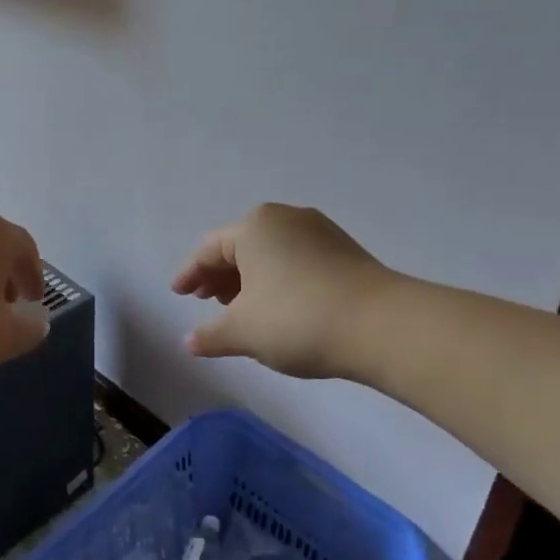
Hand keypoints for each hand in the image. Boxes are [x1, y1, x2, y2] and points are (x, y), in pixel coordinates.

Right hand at [172, 203, 394, 379]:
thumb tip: (189, 341)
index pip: (208, 249)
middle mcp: (285, 218)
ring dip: (248, 279)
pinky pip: (295, 260)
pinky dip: (277, 279)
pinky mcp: (344, 251)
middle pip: (240, 246)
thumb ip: (211, 335)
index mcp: (253, 226)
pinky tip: (277, 306)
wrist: (381, 326)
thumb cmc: (296, 319)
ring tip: (239, 307)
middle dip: (219, 275)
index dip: (189, 274)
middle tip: (205, 301)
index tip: (178, 294)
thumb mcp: (243, 332)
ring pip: (270, 253)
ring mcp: (319, 231)